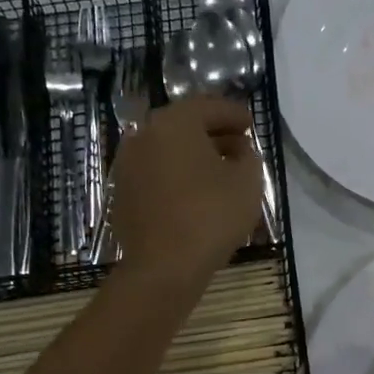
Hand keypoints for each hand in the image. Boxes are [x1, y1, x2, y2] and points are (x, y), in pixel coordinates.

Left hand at [109, 97, 263, 277]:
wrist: (163, 266)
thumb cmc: (211, 216)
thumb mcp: (248, 181)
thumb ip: (248, 156)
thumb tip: (238, 149)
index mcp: (174, 123)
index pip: (209, 106)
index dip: (234, 114)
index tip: (251, 124)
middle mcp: (144, 135)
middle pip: (184, 125)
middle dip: (213, 132)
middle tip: (238, 144)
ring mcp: (128, 165)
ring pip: (167, 149)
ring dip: (194, 155)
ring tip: (219, 171)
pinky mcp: (122, 193)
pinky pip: (156, 173)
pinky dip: (177, 175)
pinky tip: (195, 193)